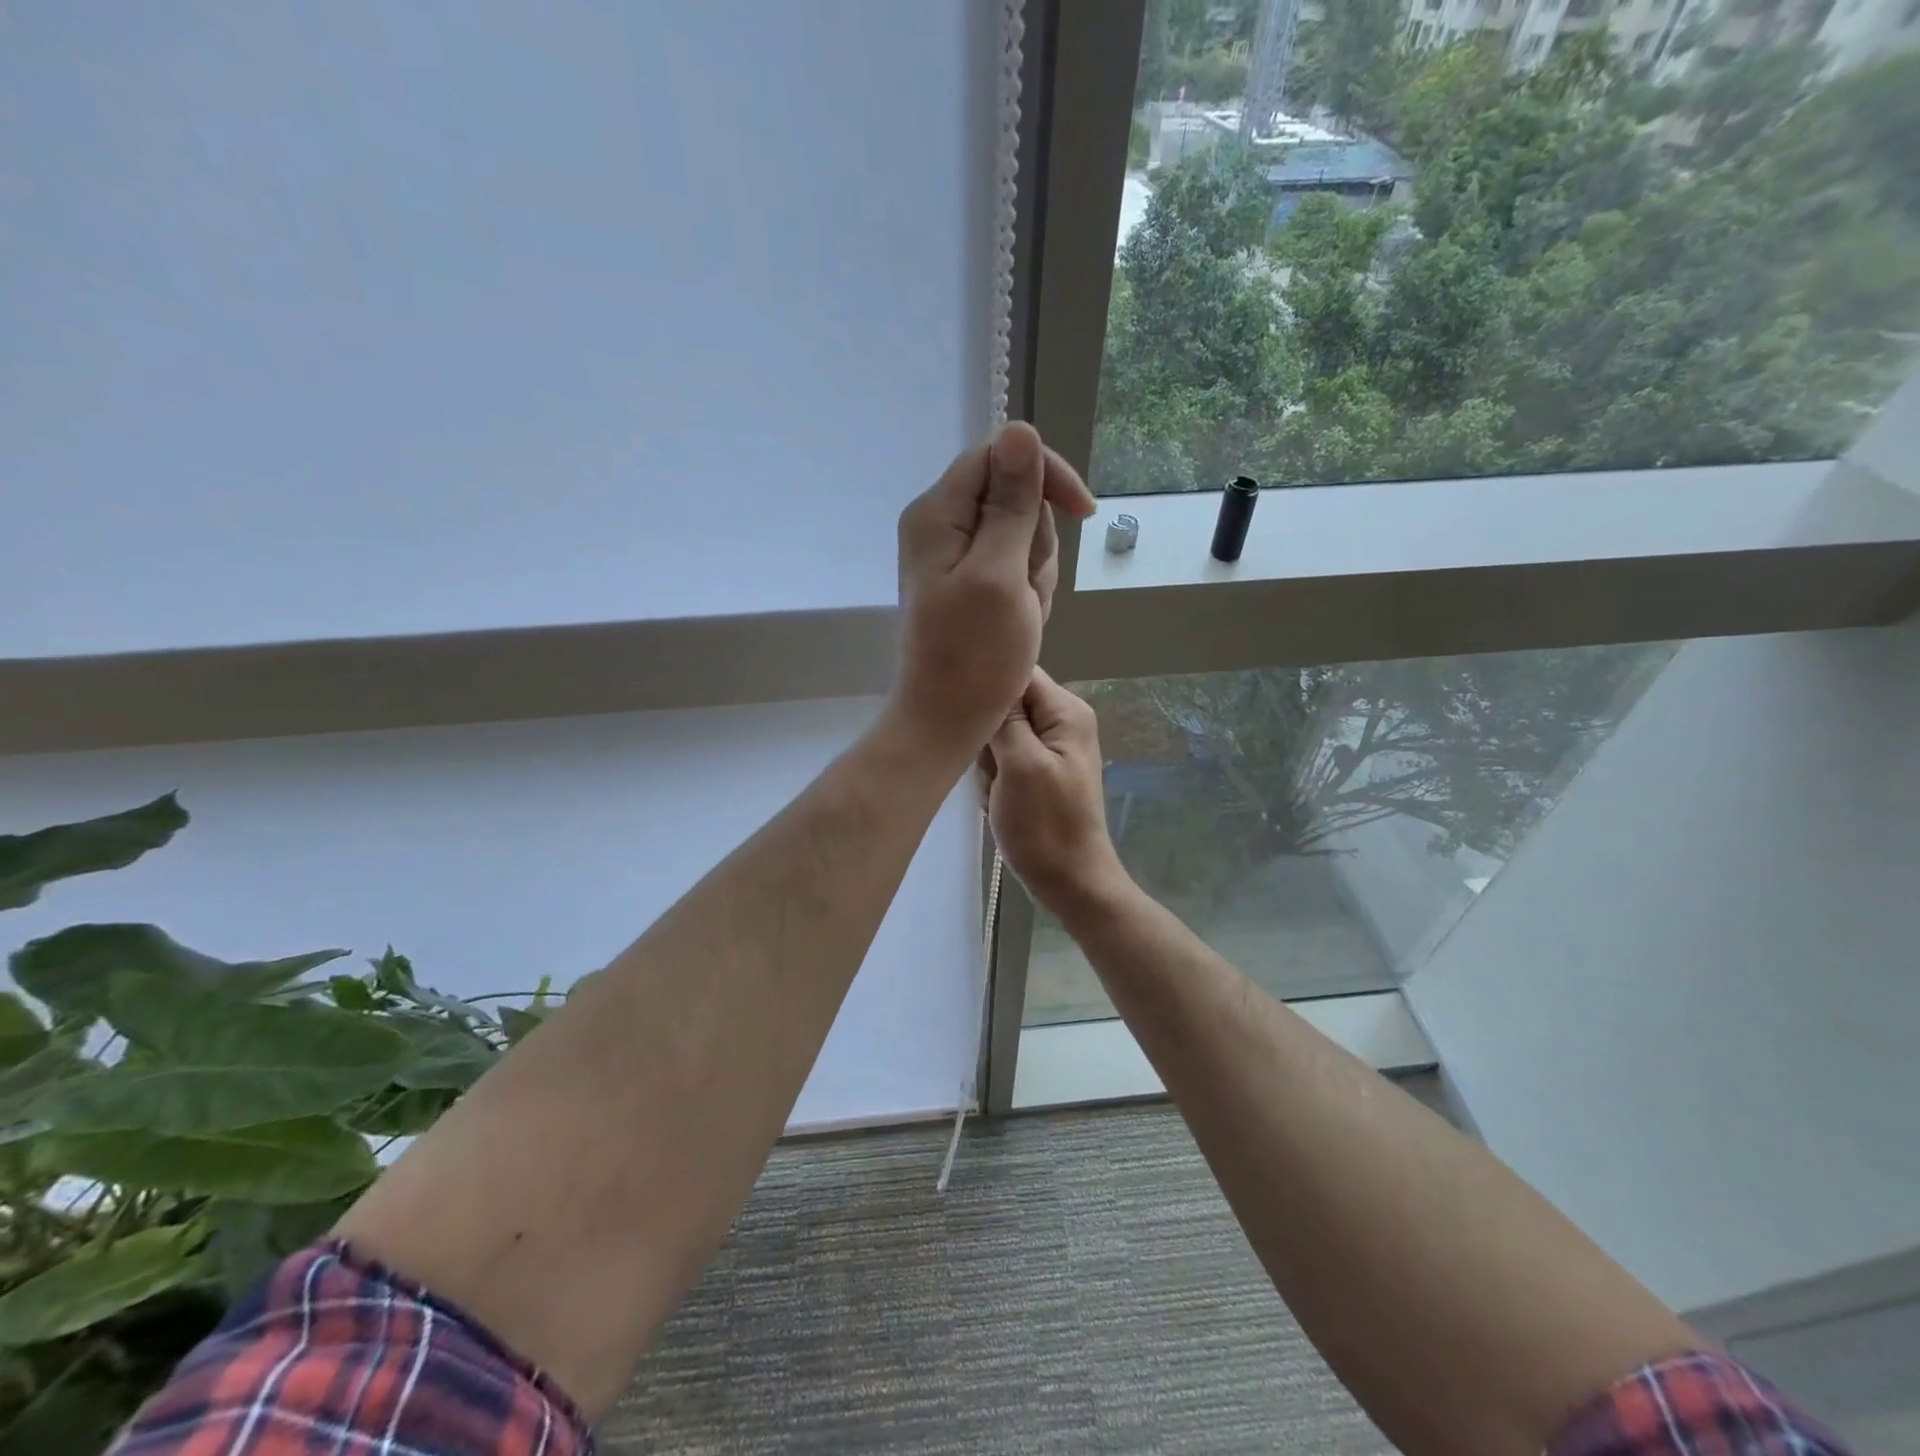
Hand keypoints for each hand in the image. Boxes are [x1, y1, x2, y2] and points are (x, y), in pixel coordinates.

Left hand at [890, 423, 1095, 761]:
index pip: (1001, 455)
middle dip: (1038, 543)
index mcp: (939, 513)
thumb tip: (1020, 430)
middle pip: (1016, 498)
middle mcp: (941, 525)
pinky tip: (1019, 624)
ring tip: (1022, 615)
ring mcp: (955, 557)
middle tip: (1026, 591)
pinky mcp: (969, 585)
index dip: (1046, 476)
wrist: (946, 721)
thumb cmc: (973, 656)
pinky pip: (1015, 569)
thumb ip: (1011, 503)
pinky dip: (1027, 594)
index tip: (1083, 512)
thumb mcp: (1000, 574)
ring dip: (1036, 575)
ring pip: (1022, 537)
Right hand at [983, 667, 1131, 916]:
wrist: (1069, 882)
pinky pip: (1002, 763)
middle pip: (1004, 706)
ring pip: (997, 737)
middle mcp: (1059, 723)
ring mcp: (1048, 750)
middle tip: (993, 770)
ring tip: (998, 793)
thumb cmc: (1046, 825)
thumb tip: (988, 677)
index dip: (989, 690)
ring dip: (988, 766)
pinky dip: (994, 783)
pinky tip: (999, 804)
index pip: (1017, 673)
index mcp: (1065, 712)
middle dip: (988, 738)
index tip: (969, 717)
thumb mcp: (1021, 766)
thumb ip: (1005, 719)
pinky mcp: (1036, 774)